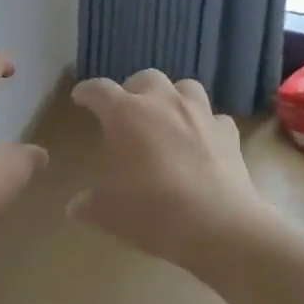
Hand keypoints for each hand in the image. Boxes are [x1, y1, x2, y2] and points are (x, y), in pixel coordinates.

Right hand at [69, 70, 265, 265]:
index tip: (80, 96)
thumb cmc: (152, 210)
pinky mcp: (228, 133)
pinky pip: (215, 119)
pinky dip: (206, 126)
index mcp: (125, 114)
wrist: (218, 225)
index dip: (87, 91)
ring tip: (167, 117)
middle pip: (145, 78)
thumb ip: (88, 204)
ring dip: (173, 97)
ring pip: (185, 88)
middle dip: (133, 90)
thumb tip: (74, 207)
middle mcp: (162, 103)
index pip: (99, 90)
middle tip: (127, 111)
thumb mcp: (108, 212)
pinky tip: (202, 142)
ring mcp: (200, 114)